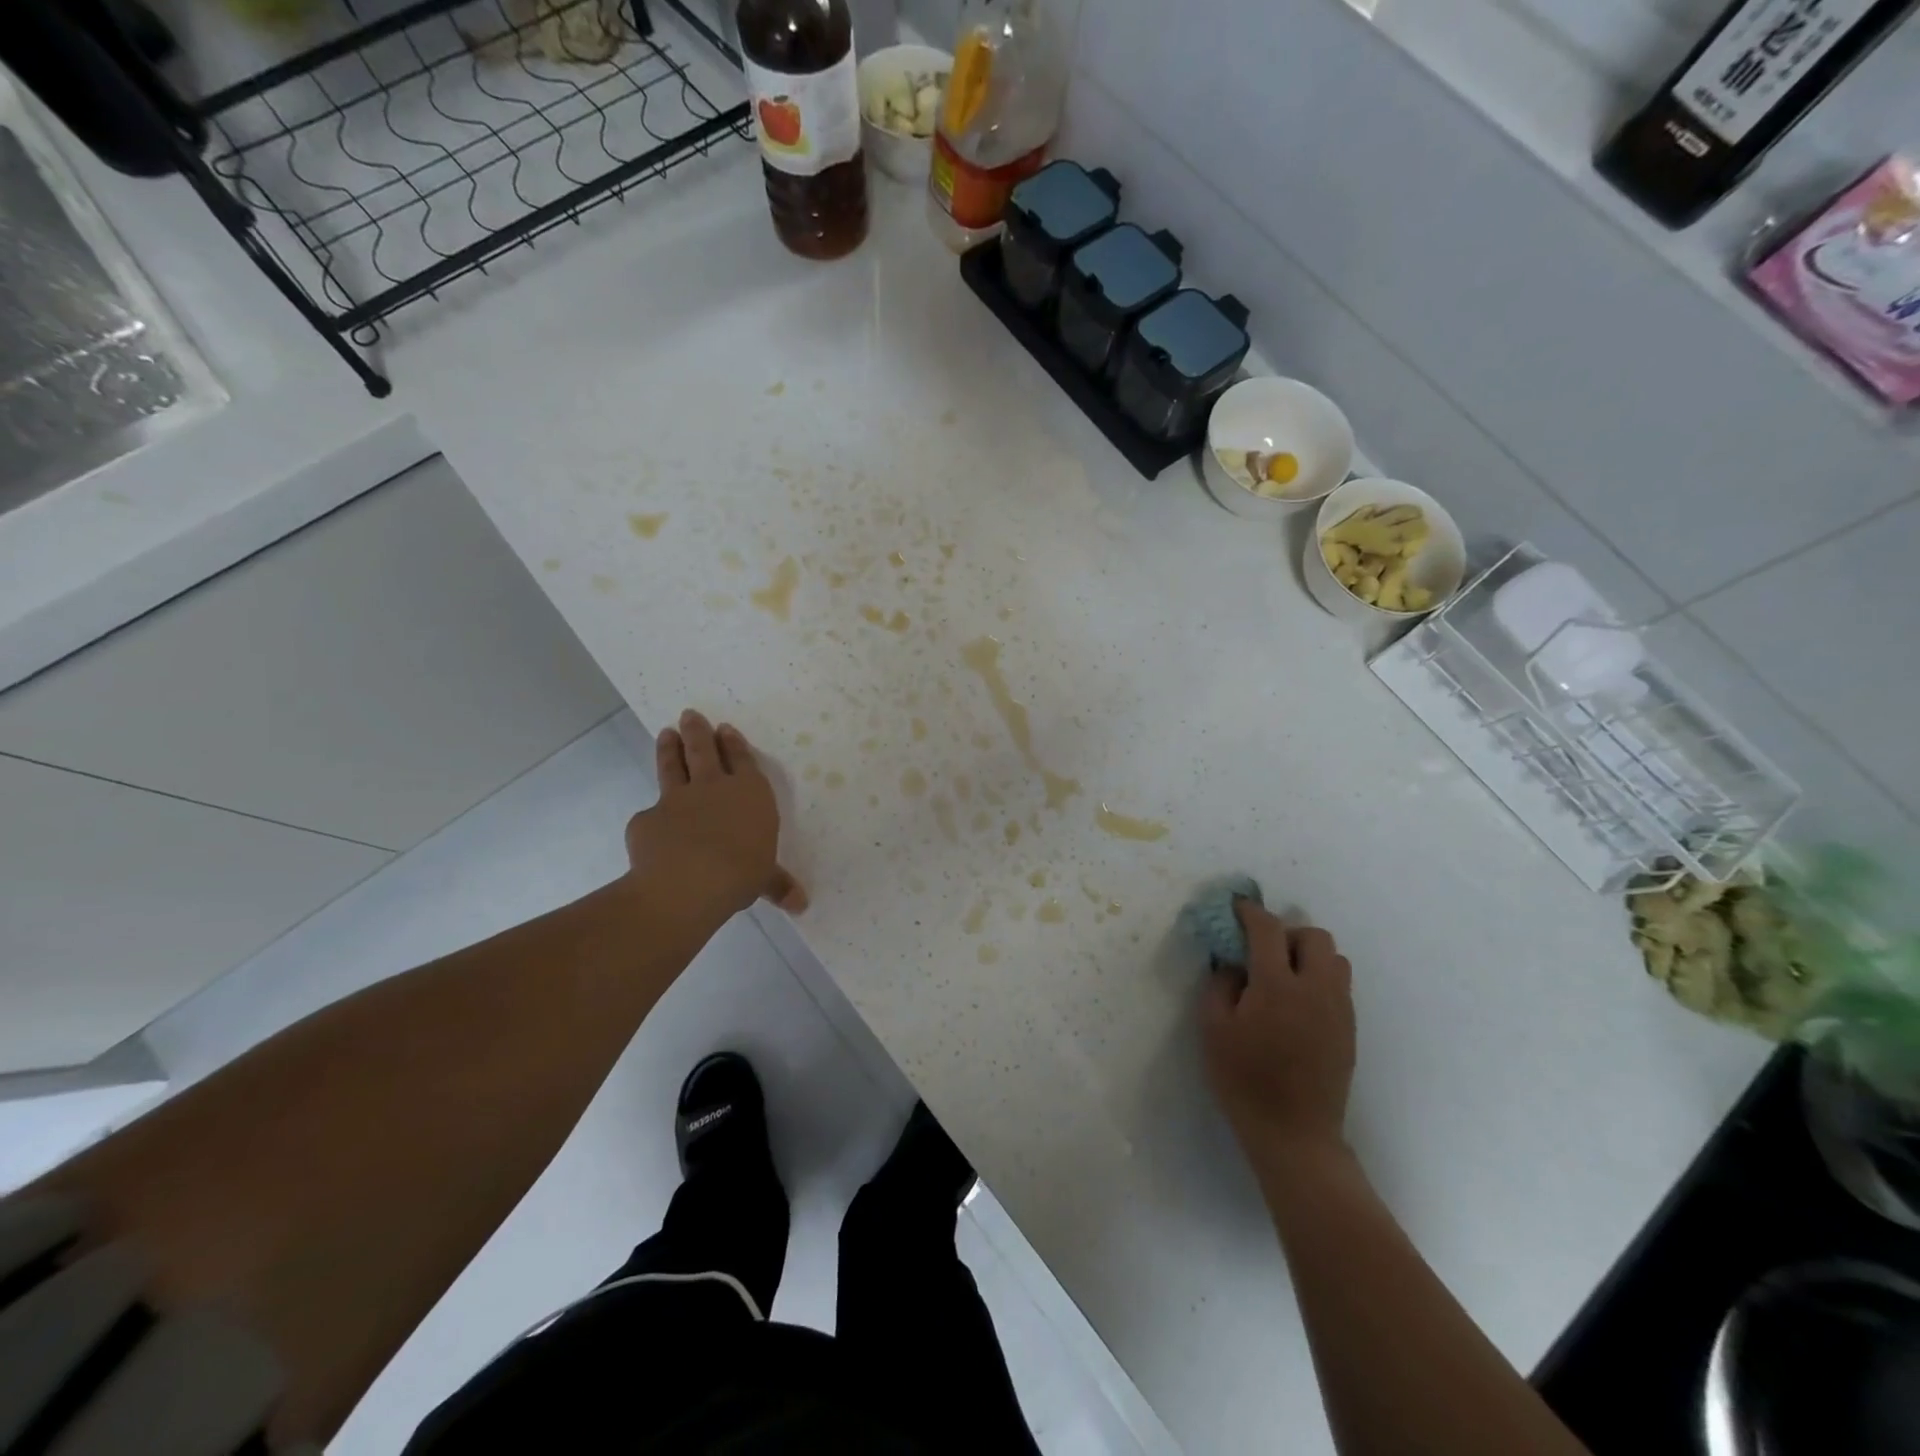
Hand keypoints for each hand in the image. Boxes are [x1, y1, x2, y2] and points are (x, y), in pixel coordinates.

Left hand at [626, 710, 807, 917]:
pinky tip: (649, 825)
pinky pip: (650, 814)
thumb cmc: (741, 872)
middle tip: (689, 714)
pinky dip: (651, 817)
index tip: (724, 728)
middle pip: (703, 751)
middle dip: (698, 732)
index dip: (734, 744)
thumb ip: (778, 884)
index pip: (742, 760)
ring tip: (665, 733)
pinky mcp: (647, 819)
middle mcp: (714, 788)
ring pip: (673, 767)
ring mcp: (677, 800)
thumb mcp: (765, 879)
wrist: (689, 882)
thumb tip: (801, 905)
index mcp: (750, 794)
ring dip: (669, 749)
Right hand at [1201, 901, 1354, 1174]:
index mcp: (1277, 986)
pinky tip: (1296, 1004)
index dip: (1250, 912)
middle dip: (1286, 932)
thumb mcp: (1213, 1029)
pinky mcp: (1349, 1030)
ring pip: (1334, 959)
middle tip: (1261, 951)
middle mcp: (1316, 989)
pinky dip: (1319, 978)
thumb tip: (1232, 963)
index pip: (1268, 930)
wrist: (1295, 1135)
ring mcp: (1339, 1010)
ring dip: (1308, 955)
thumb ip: (1220, 984)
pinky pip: (1339, 985)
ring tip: (1282, 976)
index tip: (1236, 908)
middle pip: (1314, 936)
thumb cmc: (1244, 1081)